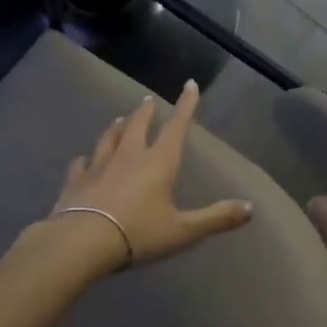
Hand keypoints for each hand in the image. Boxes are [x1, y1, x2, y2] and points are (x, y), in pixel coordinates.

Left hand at [48, 79, 253, 272]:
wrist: (81, 242)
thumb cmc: (138, 233)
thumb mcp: (183, 231)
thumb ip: (216, 218)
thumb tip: (250, 207)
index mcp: (158, 162)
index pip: (177, 127)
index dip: (186, 105)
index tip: (190, 84)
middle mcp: (129, 156)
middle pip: (138, 126)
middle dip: (146, 112)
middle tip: (148, 101)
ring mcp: (99, 166)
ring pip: (109, 138)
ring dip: (116, 128)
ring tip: (120, 120)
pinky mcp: (75, 181)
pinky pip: (81, 164)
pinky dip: (84, 160)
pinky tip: (82, 159)